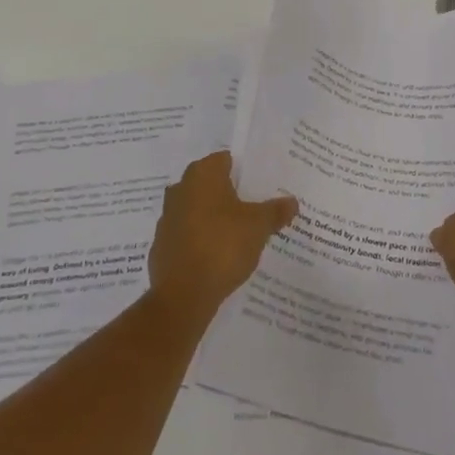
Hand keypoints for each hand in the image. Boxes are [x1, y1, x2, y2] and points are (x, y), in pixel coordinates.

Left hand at [148, 152, 296, 321]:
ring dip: (214, 218)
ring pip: (197, 210)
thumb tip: (292, 202)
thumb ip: (275, 211)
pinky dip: (201, 240)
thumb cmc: (223, 245)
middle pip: (210, 185)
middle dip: (230, 194)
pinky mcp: (162, 246)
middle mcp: (180, 189)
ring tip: (240, 233)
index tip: (262, 184)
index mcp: (202, 175)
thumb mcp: (259, 226)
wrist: (183, 294)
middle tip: (255, 207)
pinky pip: (187, 235)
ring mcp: (167, 218)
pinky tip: (219, 256)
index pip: (225, 160)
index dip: (245, 171)